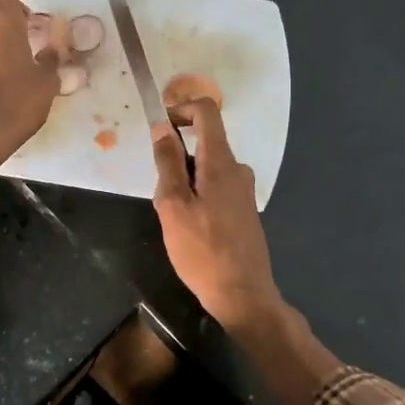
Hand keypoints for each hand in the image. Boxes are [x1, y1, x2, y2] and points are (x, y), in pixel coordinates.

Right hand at [150, 95, 281, 329]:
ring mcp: (244, 191)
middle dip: (175, 160)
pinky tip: (191, 232)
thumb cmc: (202, 250)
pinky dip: (197, 197)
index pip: (207, 112)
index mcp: (221, 162)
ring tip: (174, 222)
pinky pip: (215, 188)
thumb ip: (168, 163)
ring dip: (184, 184)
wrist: (243, 295)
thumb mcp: (173, 205)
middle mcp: (238, 169)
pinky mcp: (244, 210)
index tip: (160, 127)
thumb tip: (162, 127)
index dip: (181, 109)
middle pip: (203, 143)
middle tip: (162, 198)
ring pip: (206, 170)